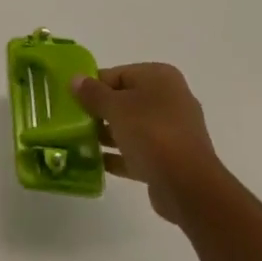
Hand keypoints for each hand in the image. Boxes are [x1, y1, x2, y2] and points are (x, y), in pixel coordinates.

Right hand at [71, 64, 222, 225]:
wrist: (189, 187)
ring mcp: (174, 131)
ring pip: (133, 127)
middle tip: (74, 120)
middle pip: (125, 100)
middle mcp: (170, 99)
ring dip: (108, 134)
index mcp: (160, 77)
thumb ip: (93, 93)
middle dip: (100, 111)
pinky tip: (97, 162)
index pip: (118, 74)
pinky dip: (120, 154)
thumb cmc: (151, 133)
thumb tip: (75, 79)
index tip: (72, 99)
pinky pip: (140, 151)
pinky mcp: (172, 159)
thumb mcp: (115, 108)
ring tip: (80, 142)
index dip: (93, 85)